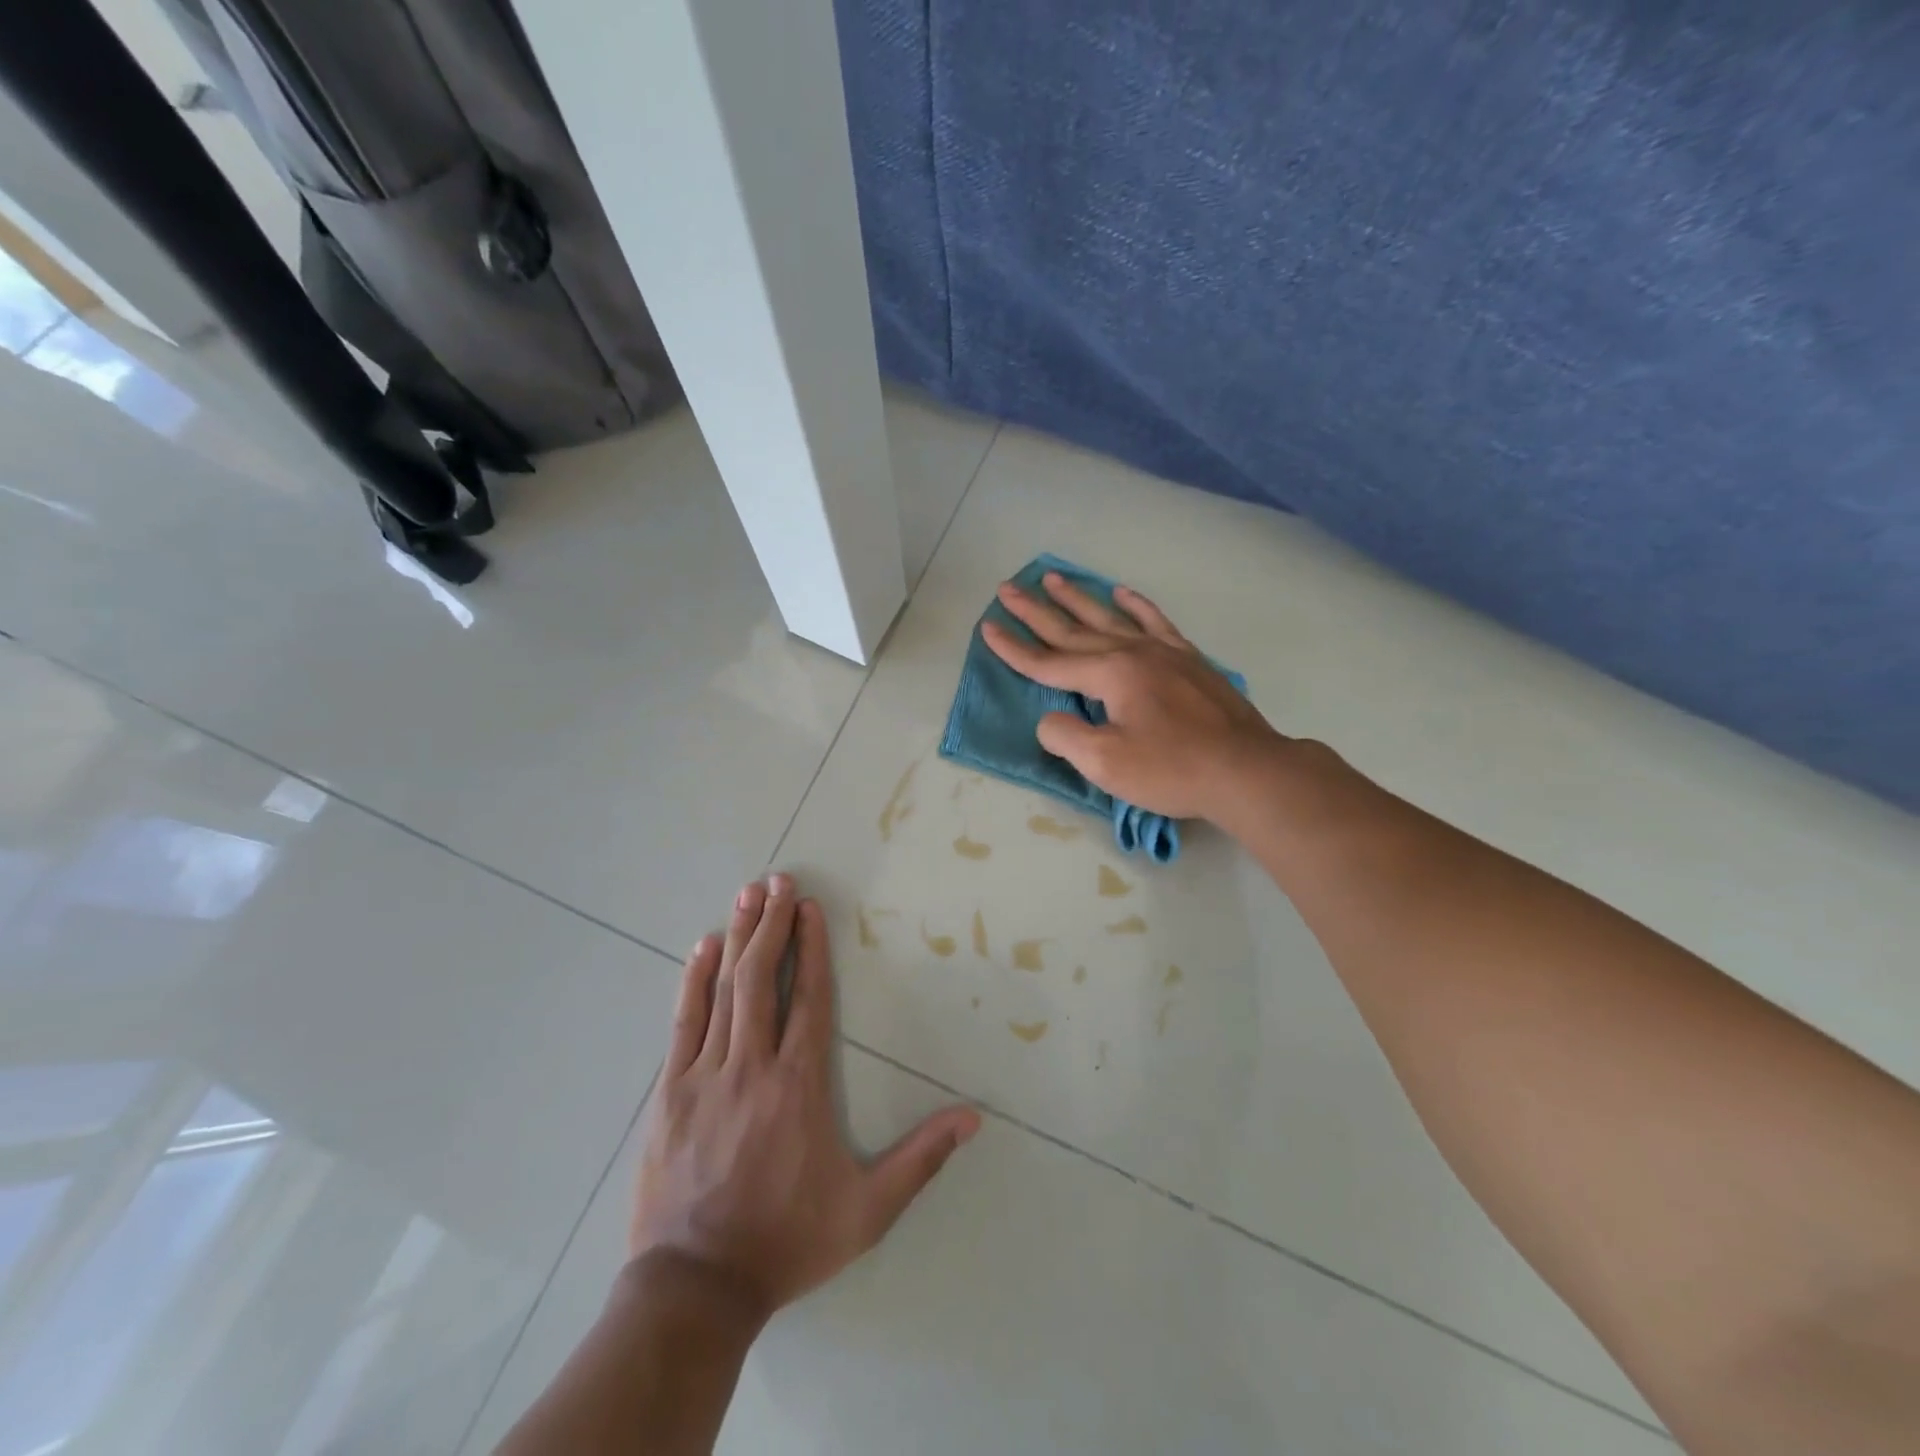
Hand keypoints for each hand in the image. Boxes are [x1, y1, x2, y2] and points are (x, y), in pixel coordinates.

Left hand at [628, 874, 981, 1321]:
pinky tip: (701, 948)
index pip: (809, 998)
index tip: (810, 908)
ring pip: (723, 990)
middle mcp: (754, 1065)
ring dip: (737, 937)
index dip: (809, 948)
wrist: (695, 1289)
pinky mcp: (671, 1092)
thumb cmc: (787, 1241)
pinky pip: (684, 1021)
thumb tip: (973, 1118)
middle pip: (762, 979)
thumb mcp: (867, 1210)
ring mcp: (706, 1075)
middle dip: (771, 924)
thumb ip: (920, 1158)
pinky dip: (693, 980)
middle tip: (777, 880)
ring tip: (747, 895)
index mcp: (800, 1084)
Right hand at [981, 572, 1286, 823]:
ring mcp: (1164, 652)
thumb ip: (1066, 736)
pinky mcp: (1188, 660)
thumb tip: (1051, 719)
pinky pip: (1156, 622)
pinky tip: (1123, 592)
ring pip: (1110, 617)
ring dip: (1078, 598)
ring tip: (1053, 577)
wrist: (1246, 770)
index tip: (987, 628)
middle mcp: (1132, 652)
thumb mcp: (1105, 763)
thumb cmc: (1172, 769)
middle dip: (1036, 611)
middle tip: (1007, 588)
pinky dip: (1136, 605)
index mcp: (1110, 674)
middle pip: (1073, 629)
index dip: (1014, 649)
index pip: (1049, 661)